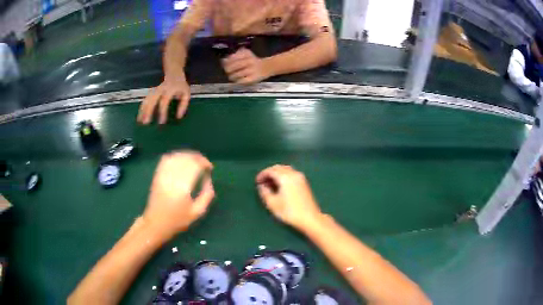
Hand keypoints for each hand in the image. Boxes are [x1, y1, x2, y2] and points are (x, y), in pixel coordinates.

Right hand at [137, 76, 189, 123]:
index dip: (162, 112)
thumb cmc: (180, 85)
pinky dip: (142, 108)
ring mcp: (154, 89)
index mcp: (170, 89)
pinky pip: (145, 99)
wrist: (174, 72)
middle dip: (148, 111)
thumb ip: (183, 105)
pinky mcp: (151, 91)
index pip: (164, 101)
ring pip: (147, 99)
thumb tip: (178, 117)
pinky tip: (139, 116)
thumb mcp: (186, 94)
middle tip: (146, 122)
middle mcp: (160, 88)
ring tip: (140, 121)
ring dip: (142, 110)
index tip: (161, 122)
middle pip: (152, 99)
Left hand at [143, 151, 214, 237]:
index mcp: (183, 188)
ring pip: (176, 156)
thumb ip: (207, 195)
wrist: (156, 223)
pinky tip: (181, 160)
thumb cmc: (178, 220)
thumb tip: (208, 179)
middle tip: (204, 164)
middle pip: (186, 159)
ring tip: (195, 161)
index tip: (210, 168)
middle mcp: (172, 178)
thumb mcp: (197, 212)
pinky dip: (175, 156)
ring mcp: (163, 175)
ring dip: (187, 155)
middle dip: (197, 158)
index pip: (195, 166)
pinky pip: (166, 160)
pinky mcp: (157, 175)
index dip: (204, 163)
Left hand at [222, 48, 270, 83]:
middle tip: (227, 71)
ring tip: (231, 77)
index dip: (227, 62)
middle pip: (235, 66)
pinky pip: (242, 81)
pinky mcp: (253, 78)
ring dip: (232, 76)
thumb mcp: (245, 54)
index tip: (224, 65)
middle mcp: (249, 61)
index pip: (233, 58)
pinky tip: (237, 80)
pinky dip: (237, 81)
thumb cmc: (252, 61)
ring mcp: (252, 70)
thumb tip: (223, 60)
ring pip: (237, 74)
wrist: (266, 67)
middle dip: (228, 69)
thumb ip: (234, 56)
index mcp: (247, 54)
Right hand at [256, 165, 321, 229]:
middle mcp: (293, 174)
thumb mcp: (273, 204)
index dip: (262, 174)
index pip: (271, 170)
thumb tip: (261, 186)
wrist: (310, 218)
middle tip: (262, 182)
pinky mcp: (304, 183)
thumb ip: (265, 192)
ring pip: (286, 170)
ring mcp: (300, 177)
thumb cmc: (289, 212)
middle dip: (269, 173)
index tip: (256, 182)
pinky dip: (284, 176)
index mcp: (285, 177)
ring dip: (277, 174)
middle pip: (279, 168)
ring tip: (270, 184)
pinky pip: (291, 174)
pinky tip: (280, 186)